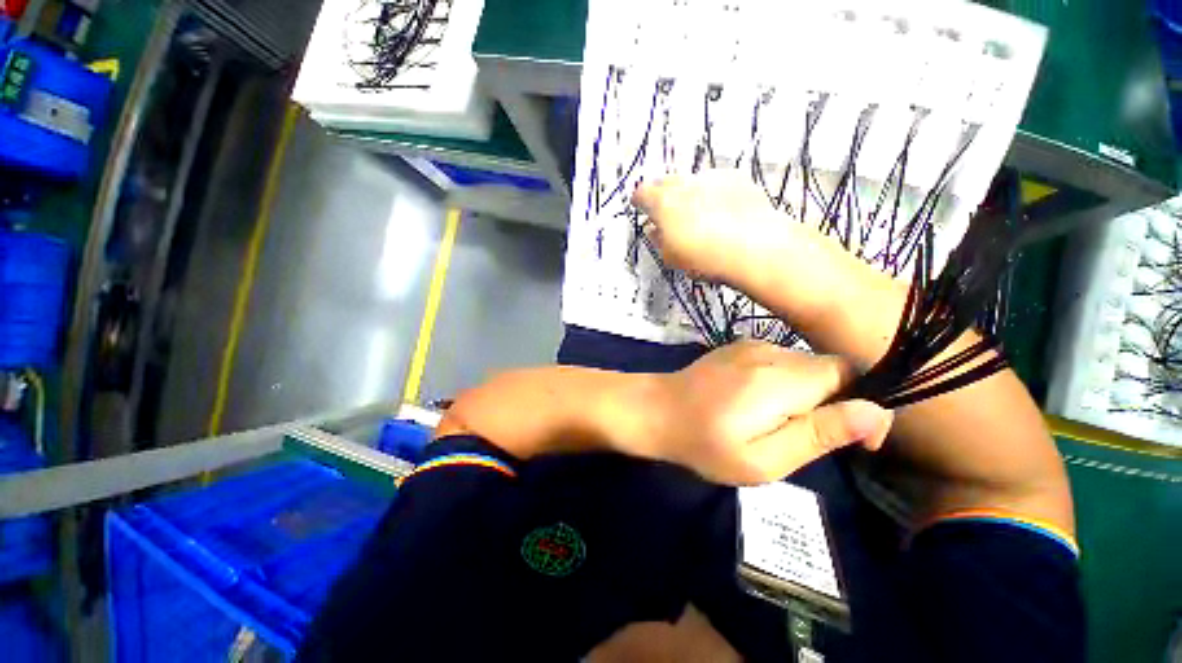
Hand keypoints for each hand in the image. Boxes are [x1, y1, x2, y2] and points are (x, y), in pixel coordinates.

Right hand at [633, 171, 865, 324]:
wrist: (757, 247)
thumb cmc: (705, 258)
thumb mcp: (672, 257)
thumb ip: (658, 240)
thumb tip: (653, 229)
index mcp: (663, 203)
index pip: (642, 194)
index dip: (639, 201)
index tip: (639, 208)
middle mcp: (685, 184)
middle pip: (665, 181)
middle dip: (660, 193)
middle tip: (664, 209)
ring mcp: (712, 178)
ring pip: (691, 180)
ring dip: (686, 192)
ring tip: (694, 211)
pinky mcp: (737, 179)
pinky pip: (715, 182)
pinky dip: (710, 192)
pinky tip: (719, 209)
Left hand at [641, 341, 892, 484]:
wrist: (656, 410)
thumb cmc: (704, 444)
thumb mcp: (763, 459)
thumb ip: (818, 434)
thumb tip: (875, 412)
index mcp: (779, 378)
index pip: (848, 374)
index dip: (863, 405)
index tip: (856, 441)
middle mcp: (769, 351)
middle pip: (828, 369)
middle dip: (832, 403)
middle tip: (801, 437)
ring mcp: (751, 344)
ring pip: (804, 365)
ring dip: (807, 394)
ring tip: (774, 422)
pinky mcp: (738, 347)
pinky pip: (780, 361)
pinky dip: (785, 383)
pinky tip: (756, 403)